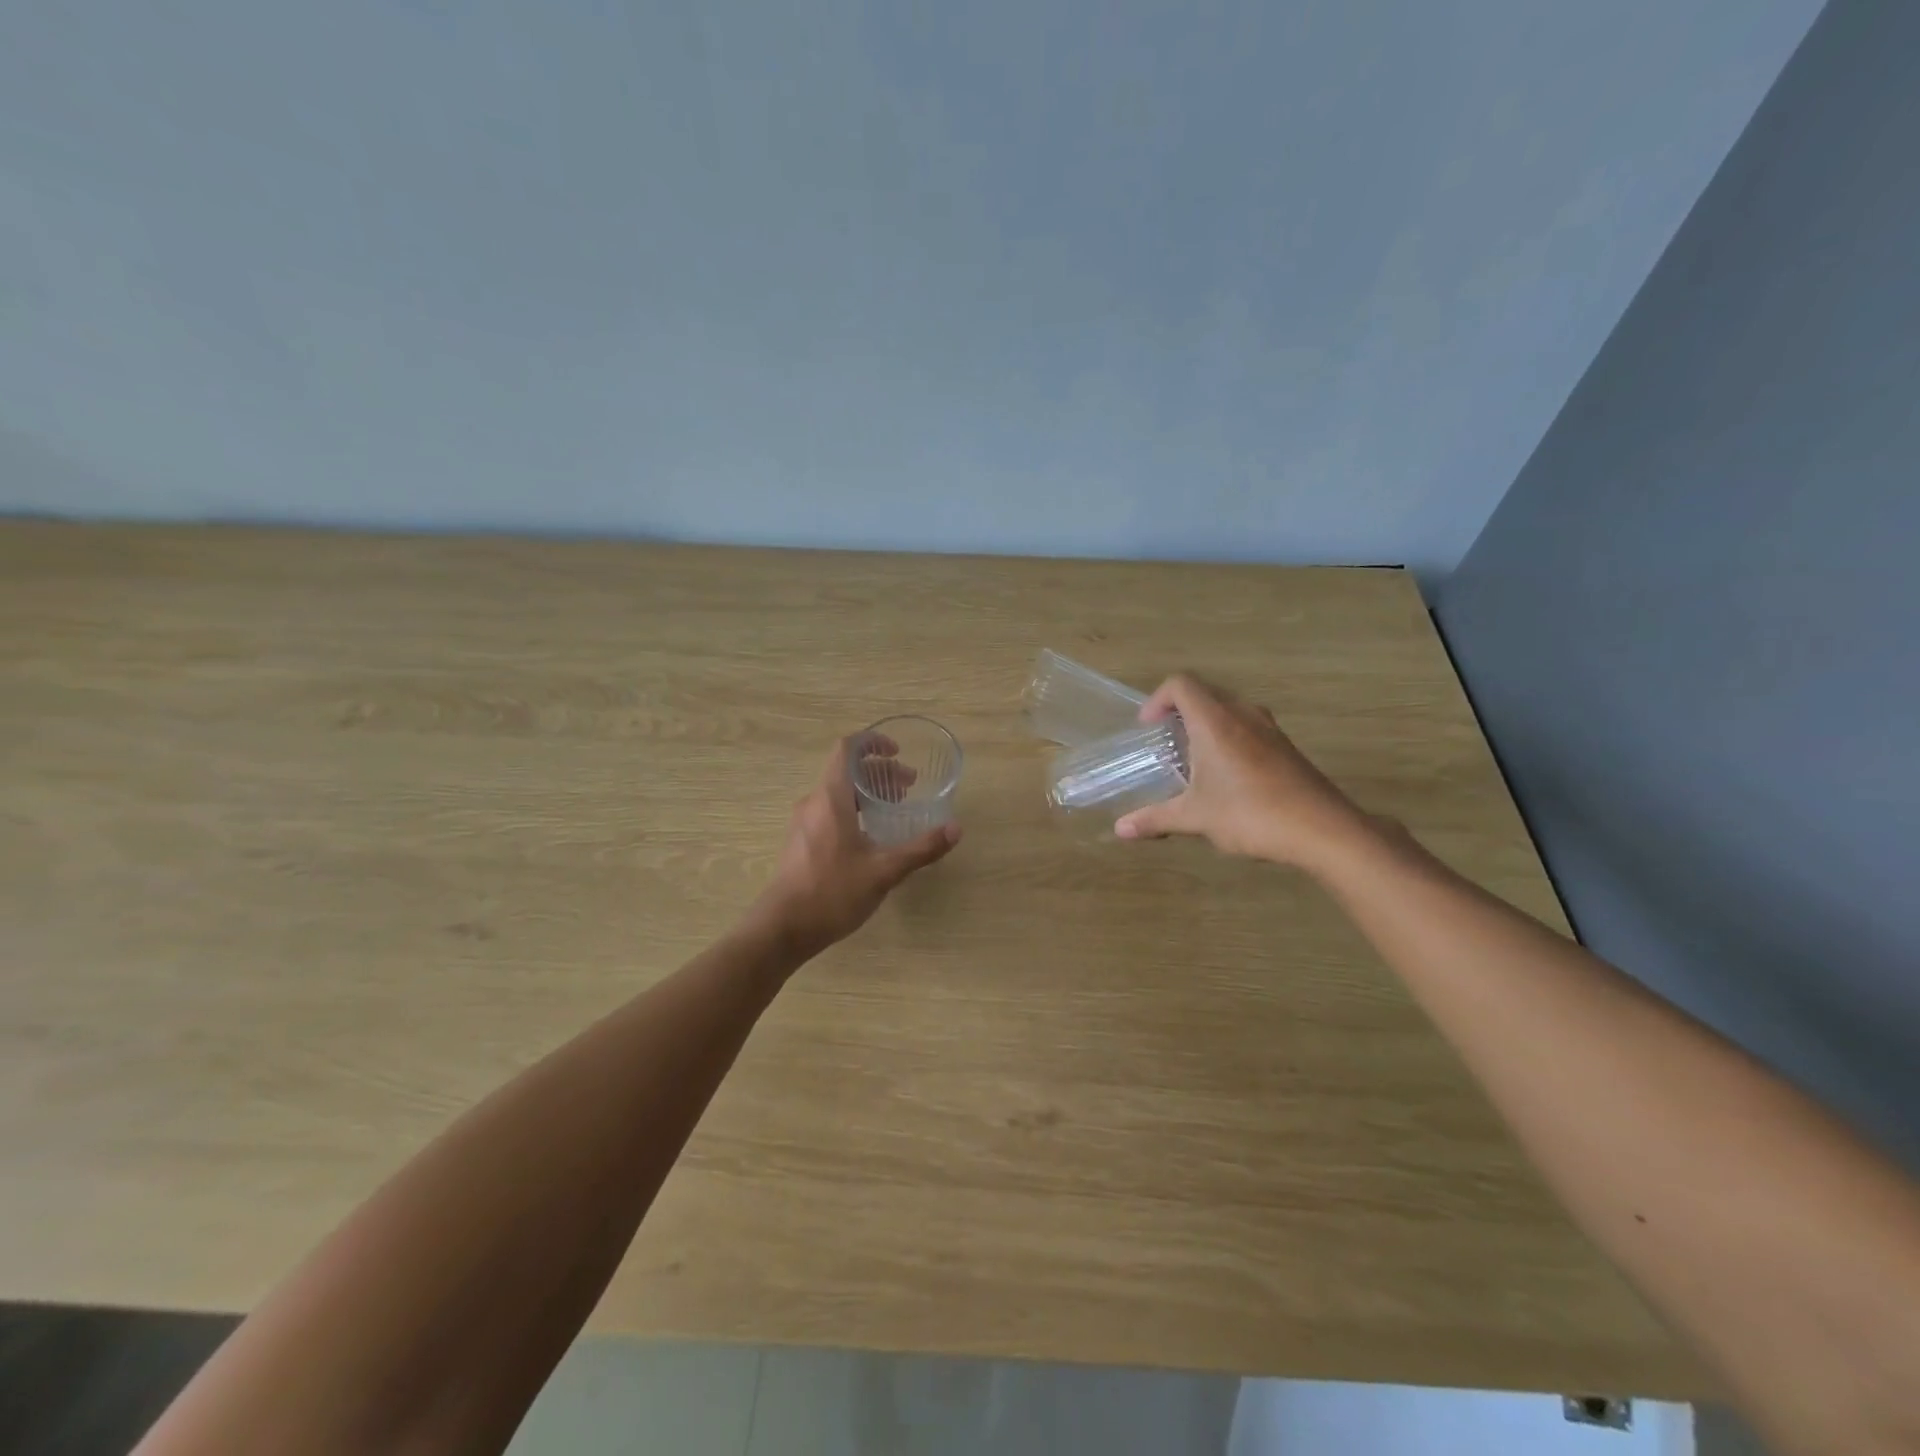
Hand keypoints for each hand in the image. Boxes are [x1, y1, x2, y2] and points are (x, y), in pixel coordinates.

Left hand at [753, 734, 960, 960]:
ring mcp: (804, 823)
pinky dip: (854, 810)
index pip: (847, 749)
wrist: (782, 929)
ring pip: (838, 793)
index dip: (872, 743)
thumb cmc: (832, 892)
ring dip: (868, 793)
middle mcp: (814, 802)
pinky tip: (872, 837)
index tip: (898, 752)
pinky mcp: (801, 842)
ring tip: (895, 809)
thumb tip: (956, 829)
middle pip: (847, 771)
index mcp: (830, 798)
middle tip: (909, 787)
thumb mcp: (884, 871)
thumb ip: (921, 848)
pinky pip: (830, 811)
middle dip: (880, 772)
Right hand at [1114, 673, 1372, 872]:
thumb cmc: (1251, 814)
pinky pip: (1248, 727)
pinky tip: (1227, 778)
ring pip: (1229, 710)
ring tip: (1194, 761)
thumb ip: (1155, 819)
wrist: (1323, 830)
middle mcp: (1242, 714)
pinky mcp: (1286, 747)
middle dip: (1179, 713)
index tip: (1148, 728)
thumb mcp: (1195, 818)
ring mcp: (1269, 729)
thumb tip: (1120, 829)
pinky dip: (1229, 739)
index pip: (1180, 684)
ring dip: (1206, 725)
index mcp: (1215, 721)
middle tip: (1166, 744)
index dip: (1157, 699)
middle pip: (1204, 694)